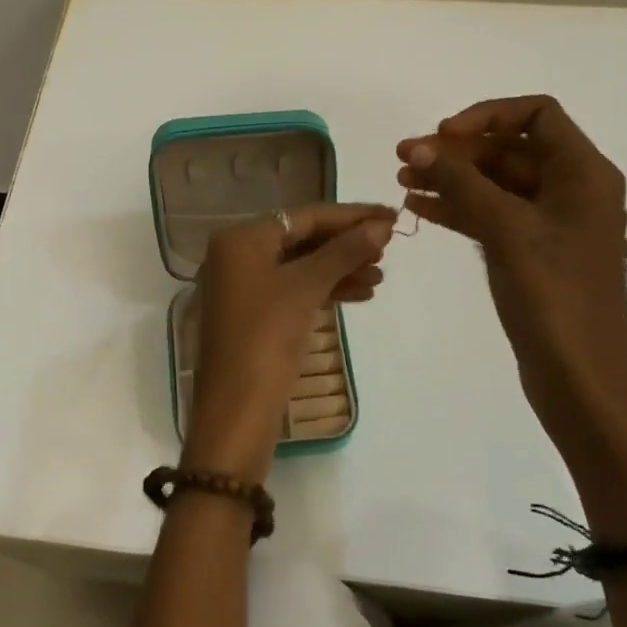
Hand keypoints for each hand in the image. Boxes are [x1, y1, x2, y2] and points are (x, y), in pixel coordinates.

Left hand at [185, 203, 395, 483]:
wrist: (236, 410)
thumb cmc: (266, 338)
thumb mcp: (306, 288)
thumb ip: (343, 252)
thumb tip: (381, 226)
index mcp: (240, 239)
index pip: (303, 217)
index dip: (350, 216)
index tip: (391, 215)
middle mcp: (236, 255)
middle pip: (301, 239)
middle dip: (346, 244)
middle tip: (389, 248)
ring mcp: (242, 286)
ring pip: (300, 267)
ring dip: (340, 269)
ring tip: (381, 276)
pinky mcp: (253, 314)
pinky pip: (294, 290)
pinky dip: (324, 290)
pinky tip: (361, 294)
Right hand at [397, 97, 626, 446]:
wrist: (578, 377)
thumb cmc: (552, 296)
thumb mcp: (506, 230)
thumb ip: (462, 183)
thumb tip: (420, 147)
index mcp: (583, 173)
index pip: (537, 114)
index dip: (487, 116)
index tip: (443, 137)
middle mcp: (571, 189)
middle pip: (509, 149)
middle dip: (457, 152)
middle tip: (404, 159)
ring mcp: (551, 223)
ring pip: (495, 183)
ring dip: (451, 179)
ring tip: (402, 182)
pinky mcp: (532, 251)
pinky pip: (492, 215)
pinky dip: (458, 208)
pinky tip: (419, 208)